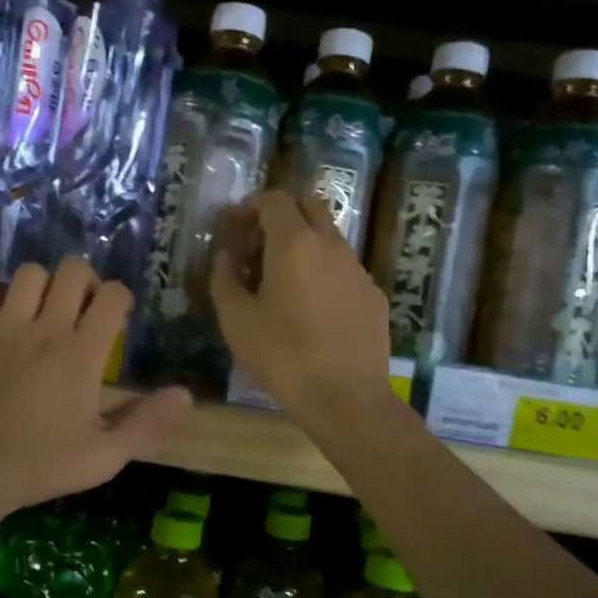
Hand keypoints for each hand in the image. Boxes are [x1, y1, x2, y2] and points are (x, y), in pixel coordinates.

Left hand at [0, 257, 192, 518]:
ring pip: (29, 274)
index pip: (112, 296)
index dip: (122, 298)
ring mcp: (4, 330)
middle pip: (72, 271)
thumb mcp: (104, 456)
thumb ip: (147, 423)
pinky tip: (7, 316)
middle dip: (88, 280)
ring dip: (45, 283)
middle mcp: (45, 330)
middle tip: (87, 309)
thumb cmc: (39, 466)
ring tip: (48, 310)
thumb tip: (186, 395)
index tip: (120, 319)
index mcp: (81, 354)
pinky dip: (0, 295)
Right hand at [210, 190, 392, 424]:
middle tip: (259, 240)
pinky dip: (324, 271)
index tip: (234, 225)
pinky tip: (312, 306)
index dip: (250, 205)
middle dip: (282, 212)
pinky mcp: (373, 294)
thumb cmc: (282, 356)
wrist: (345, 397)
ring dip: (304, 242)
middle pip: (309, 204)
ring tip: (282, 277)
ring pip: (330, 236)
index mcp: (294, 243)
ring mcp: (358, 268)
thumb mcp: (235, 319)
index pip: (274, 199)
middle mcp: (331, 245)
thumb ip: (224, 277)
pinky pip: (344, 268)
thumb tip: (226, 255)